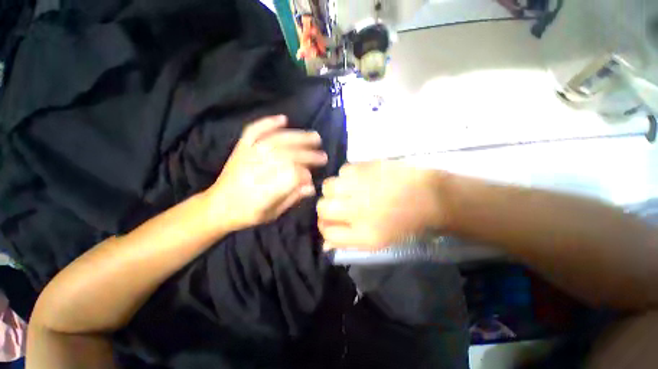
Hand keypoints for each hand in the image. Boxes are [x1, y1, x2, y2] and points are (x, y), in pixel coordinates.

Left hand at [207, 115, 326, 230]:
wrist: (217, 206)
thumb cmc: (247, 214)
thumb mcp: (272, 213)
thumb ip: (292, 198)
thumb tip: (311, 187)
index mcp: (264, 190)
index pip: (292, 175)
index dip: (305, 174)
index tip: (312, 178)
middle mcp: (256, 169)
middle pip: (288, 156)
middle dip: (308, 155)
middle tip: (323, 156)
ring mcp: (248, 155)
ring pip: (276, 141)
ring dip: (298, 137)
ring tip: (315, 137)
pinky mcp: (241, 148)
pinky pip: (254, 131)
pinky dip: (269, 123)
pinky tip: (284, 119)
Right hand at [317, 161, 446, 249]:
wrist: (427, 195)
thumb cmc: (403, 222)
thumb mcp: (377, 242)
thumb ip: (348, 242)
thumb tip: (325, 243)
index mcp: (362, 233)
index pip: (326, 231)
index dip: (325, 227)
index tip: (331, 222)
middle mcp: (356, 209)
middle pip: (322, 207)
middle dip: (326, 207)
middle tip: (339, 205)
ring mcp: (359, 185)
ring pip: (328, 186)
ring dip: (335, 190)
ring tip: (349, 190)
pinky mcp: (365, 167)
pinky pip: (343, 170)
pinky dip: (347, 176)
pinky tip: (359, 179)